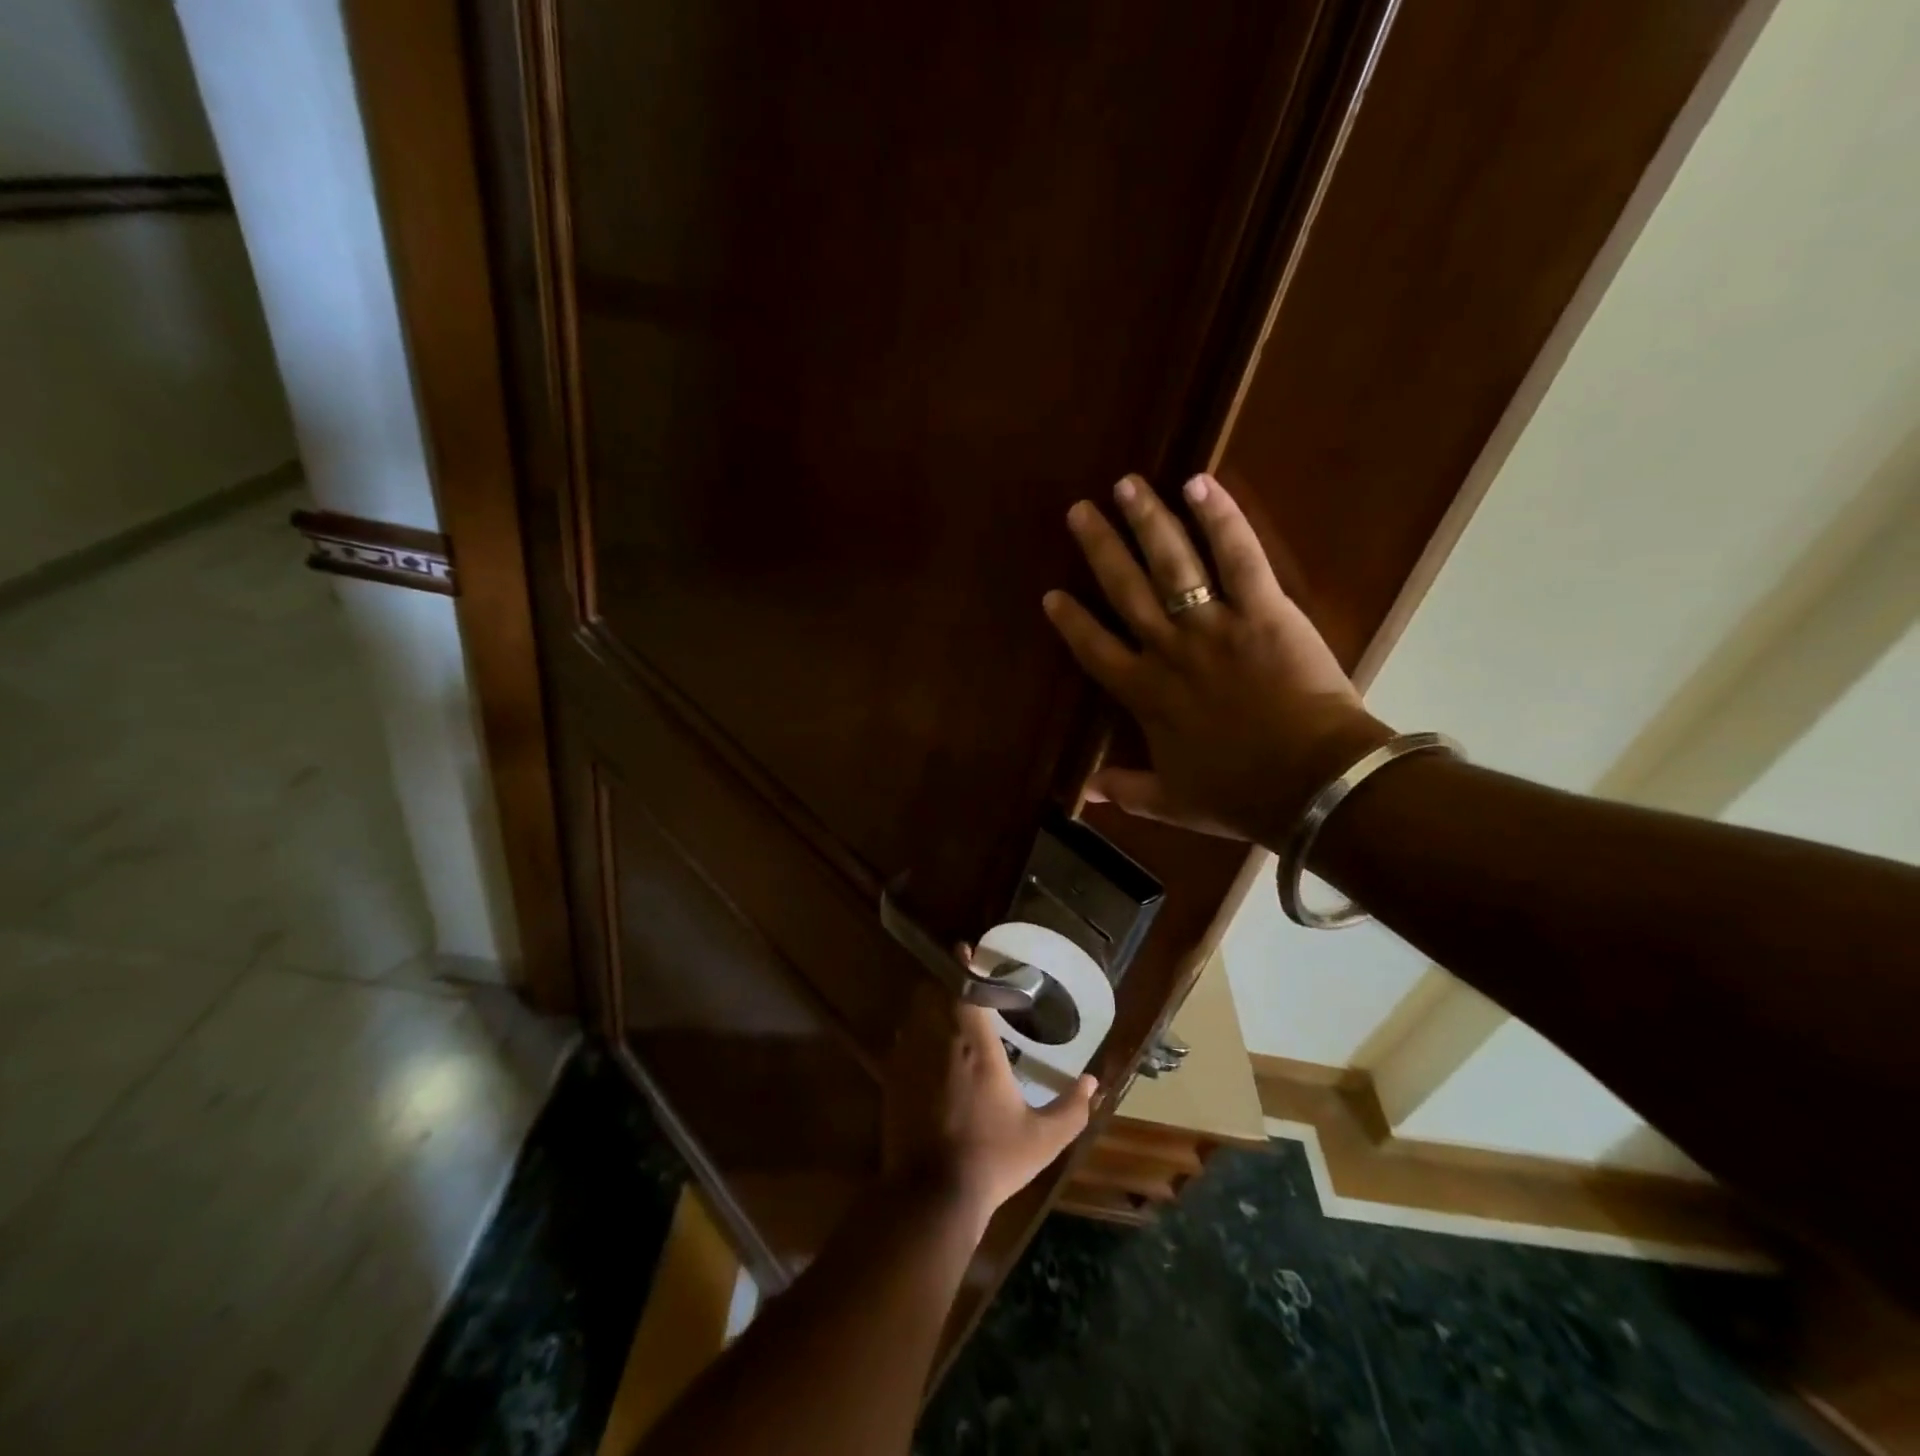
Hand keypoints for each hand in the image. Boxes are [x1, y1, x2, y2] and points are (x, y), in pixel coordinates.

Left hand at [881, 982, 1096, 1234]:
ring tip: (944, 1012)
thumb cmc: (993, 1159)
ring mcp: (910, 1059)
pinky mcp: (892, 1080)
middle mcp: (939, 1041)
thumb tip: (1093, 1082)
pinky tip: (926, 1051)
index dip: (965, 965)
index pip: (966, 988)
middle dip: (944, 982)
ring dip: (927, 1006)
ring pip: (914, 1014)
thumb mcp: (1043, 1139)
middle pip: (933, 992)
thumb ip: (1072, 1108)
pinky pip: (901, 1042)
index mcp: (976, 1045)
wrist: (932, 1195)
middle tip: (960, 985)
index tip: (966, 949)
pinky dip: (913, 1035)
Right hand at [1042, 472, 1393, 848]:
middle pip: (1125, 590)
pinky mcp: (1263, 610)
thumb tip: (1085, 794)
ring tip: (1126, 484)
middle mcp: (1169, 651)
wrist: (1313, 786)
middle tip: (1080, 511)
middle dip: (1100, 548)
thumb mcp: (1173, 802)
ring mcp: (1214, 626)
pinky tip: (1199, 482)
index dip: (1072, 622)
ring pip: (1172, 564)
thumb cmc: (1241, 795)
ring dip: (1146, 521)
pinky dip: (1220, 518)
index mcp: (1146, 695)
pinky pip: (1238, 557)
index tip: (1052, 594)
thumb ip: (1127, 791)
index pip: (1095, 650)